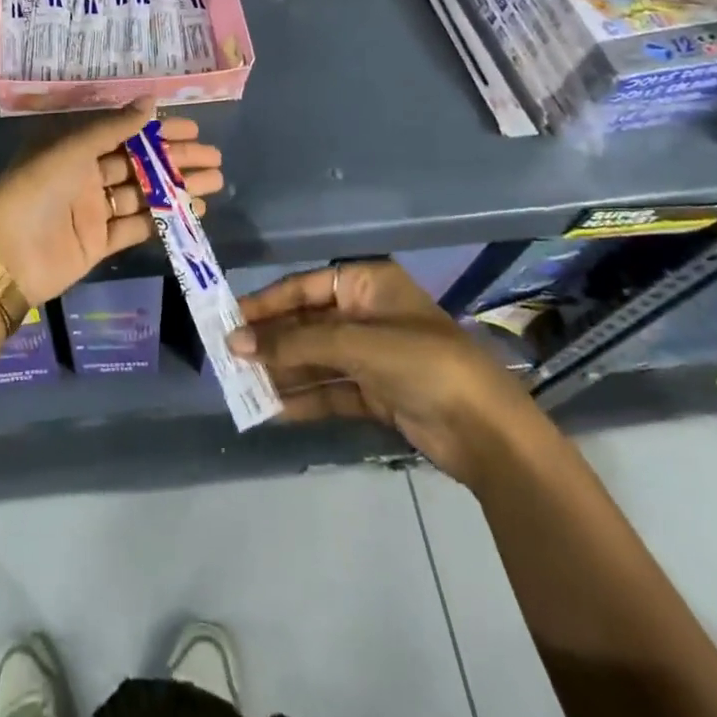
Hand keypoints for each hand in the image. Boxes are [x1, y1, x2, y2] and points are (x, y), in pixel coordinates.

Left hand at [0, 101, 224, 305]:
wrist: (6, 256)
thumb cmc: (36, 190)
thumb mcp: (72, 150)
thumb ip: (114, 128)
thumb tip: (152, 101)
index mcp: (74, 148)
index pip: (124, 133)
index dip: (159, 130)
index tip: (194, 129)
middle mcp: (85, 175)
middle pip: (139, 163)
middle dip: (176, 160)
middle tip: (214, 158)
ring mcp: (93, 210)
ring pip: (143, 194)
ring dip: (177, 188)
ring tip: (214, 182)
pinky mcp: (99, 242)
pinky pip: (137, 225)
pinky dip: (164, 218)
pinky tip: (193, 211)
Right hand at [227, 259, 540, 489]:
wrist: (487, 431)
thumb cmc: (422, 363)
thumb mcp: (355, 344)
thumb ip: (295, 343)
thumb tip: (237, 343)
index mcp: (367, 284)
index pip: (304, 287)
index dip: (266, 304)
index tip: (230, 321)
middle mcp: (366, 314)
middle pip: (307, 323)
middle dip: (272, 342)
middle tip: (230, 358)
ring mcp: (372, 355)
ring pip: (316, 358)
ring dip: (283, 372)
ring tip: (244, 386)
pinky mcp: (377, 392)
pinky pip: (331, 389)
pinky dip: (305, 398)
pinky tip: (274, 409)